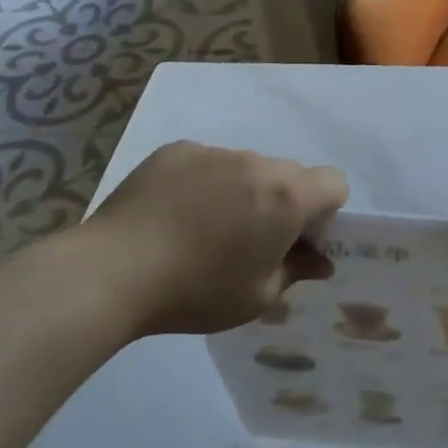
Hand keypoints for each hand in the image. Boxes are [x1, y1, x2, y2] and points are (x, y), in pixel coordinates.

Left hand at [85, 141, 348, 336]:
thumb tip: (320, 261)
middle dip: (285, 201)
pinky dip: (206, 182)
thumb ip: (297, 271)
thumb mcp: (258, 296)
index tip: (298, 239)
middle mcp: (256, 163)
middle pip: (290, 173)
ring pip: (248, 167)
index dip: (325, 211)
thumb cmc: (197, 291)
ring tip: (205, 227)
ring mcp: (213, 152)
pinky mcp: (176, 151)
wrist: (113, 272)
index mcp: (286, 196)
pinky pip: (209, 162)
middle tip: (252, 239)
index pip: (334, 182)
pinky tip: (176, 214)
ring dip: (244, 190)